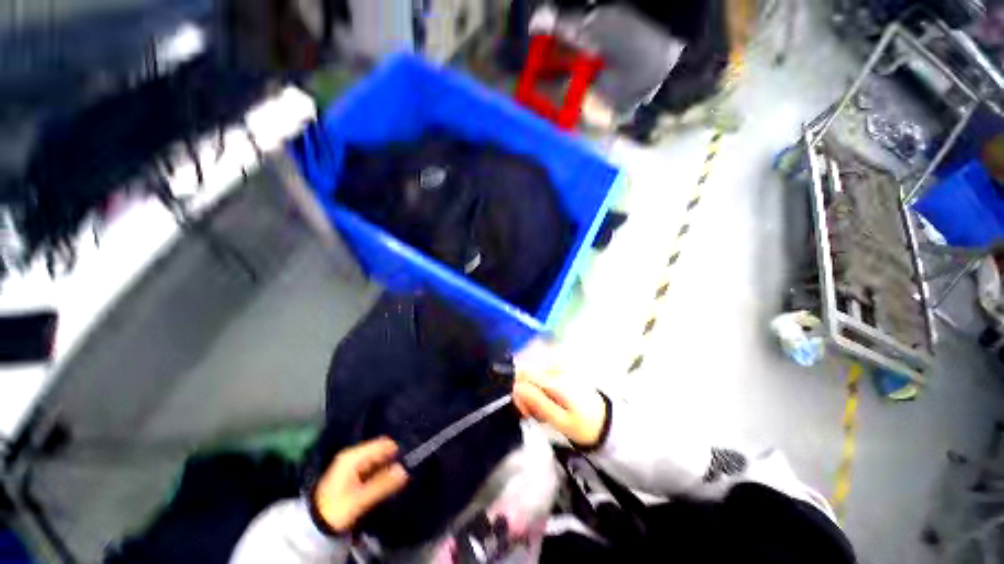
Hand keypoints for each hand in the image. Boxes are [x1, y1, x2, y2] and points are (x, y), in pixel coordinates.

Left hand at [313, 437, 408, 533]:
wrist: (314, 524)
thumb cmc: (336, 509)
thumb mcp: (360, 500)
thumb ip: (382, 484)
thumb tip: (404, 470)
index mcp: (353, 457)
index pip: (382, 443)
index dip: (395, 451)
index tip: (406, 463)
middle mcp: (353, 454)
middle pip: (380, 449)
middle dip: (392, 459)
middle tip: (402, 474)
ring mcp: (352, 462)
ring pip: (377, 457)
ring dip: (386, 466)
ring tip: (395, 478)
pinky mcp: (353, 470)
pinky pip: (372, 464)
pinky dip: (380, 470)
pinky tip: (384, 481)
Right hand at [512, 342, 608, 447]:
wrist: (606, 420)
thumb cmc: (585, 425)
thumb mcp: (561, 421)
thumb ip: (538, 403)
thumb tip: (516, 388)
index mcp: (557, 380)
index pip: (524, 374)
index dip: (519, 392)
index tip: (525, 411)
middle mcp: (557, 368)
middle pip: (527, 375)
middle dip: (526, 396)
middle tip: (536, 415)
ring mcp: (559, 367)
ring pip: (533, 377)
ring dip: (533, 395)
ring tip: (545, 412)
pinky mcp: (561, 370)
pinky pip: (542, 377)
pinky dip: (541, 391)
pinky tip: (550, 403)